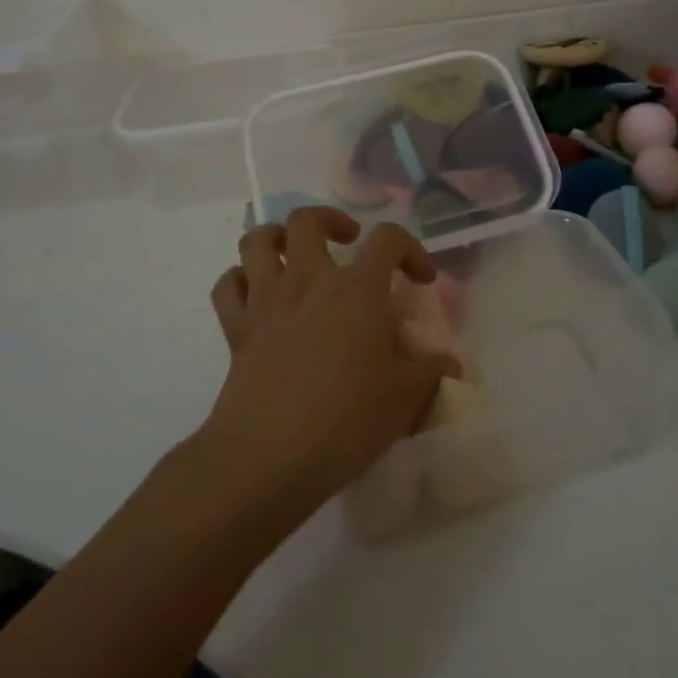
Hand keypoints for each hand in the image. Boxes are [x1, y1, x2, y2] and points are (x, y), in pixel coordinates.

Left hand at [203, 208, 455, 520]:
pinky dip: (240, 280)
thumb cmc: (345, 422)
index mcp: (357, 289)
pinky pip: (228, 286)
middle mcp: (309, 280)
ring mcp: (267, 300)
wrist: (268, 458)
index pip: (388, 238)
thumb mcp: (405, 399)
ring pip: (258, 241)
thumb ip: (432, 372)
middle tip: (347, 243)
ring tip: (296, 256)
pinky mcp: (237, 329)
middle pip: (307, 220)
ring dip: (277, 238)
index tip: (420, 279)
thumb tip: (450, 363)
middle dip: (330, 221)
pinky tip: (257, 295)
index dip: (410, 249)